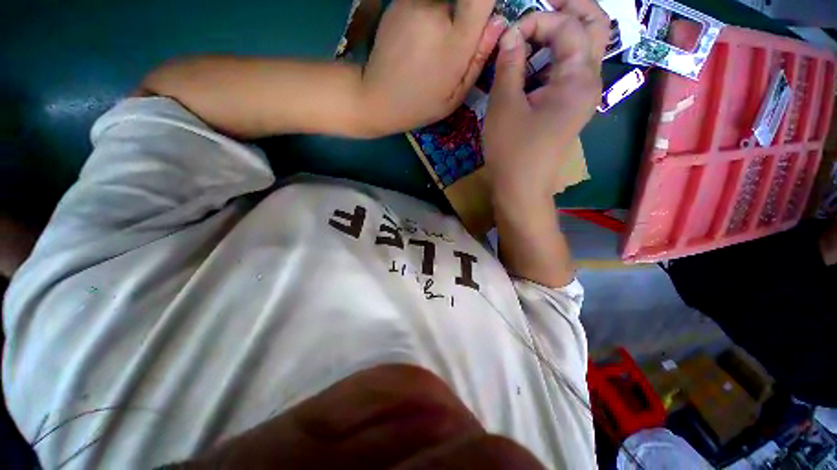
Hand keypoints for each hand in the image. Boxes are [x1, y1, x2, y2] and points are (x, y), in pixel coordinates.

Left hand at [360, 0, 507, 135]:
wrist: (377, 98)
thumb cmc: (420, 104)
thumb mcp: (455, 96)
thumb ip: (478, 59)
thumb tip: (499, 22)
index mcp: (456, 41)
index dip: (485, 2)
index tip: (482, 14)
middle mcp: (436, 11)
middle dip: (463, 15)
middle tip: (451, 43)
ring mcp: (414, 2)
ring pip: (443, 0)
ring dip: (445, 13)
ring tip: (431, 44)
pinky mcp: (398, 0)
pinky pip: (424, 1)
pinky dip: (427, 12)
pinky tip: (416, 37)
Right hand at [483, 0, 608, 202]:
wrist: (521, 188)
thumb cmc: (511, 151)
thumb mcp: (504, 106)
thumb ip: (509, 64)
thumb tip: (511, 34)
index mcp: (578, 79)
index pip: (568, 26)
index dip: (537, 19)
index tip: (509, 34)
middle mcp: (589, 81)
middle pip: (594, 27)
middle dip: (570, 8)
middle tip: (543, 4)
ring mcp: (582, 95)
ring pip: (584, 47)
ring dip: (562, 32)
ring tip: (533, 33)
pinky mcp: (570, 107)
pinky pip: (570, 70)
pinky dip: (554, 57)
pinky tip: (532, 64)